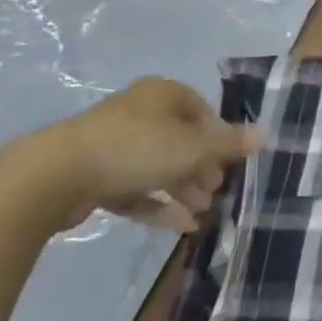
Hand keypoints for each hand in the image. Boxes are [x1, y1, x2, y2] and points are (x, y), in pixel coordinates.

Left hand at [21, 77, 259, 233]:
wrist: (54, 176)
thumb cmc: (135, 148)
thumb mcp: (193, 147)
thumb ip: (229, 144)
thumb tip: (266, 135)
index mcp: (161, 94)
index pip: (201, 111)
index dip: (218, 137)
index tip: (229, 163)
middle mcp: (138, 113)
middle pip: (180, 140)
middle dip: (201, 169)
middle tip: (216, 192)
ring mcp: (112, 144)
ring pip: (158, 166)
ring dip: (182, 190)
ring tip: (201, 214)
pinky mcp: (93, 175)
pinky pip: (134, 189)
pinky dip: (157, 205)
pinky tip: (179, 226)